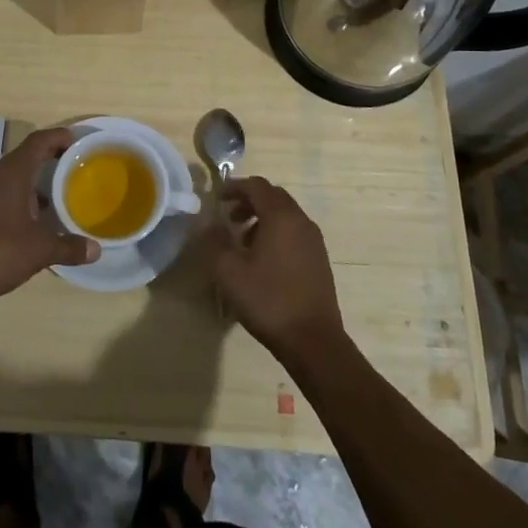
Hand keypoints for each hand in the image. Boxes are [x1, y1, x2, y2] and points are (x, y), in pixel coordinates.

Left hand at [0, 127, 98, 304]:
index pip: (38, 141)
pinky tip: (31, 223)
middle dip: (50, 162)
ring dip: (34, 185)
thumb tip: (96, 250)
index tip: (79, 142)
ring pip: (12, 178)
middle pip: (26, 158)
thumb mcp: (39, 251)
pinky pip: (0, 194)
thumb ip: (68, 247)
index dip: (60, 137)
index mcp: (11, 173)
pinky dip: (19, 200)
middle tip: (75, 172)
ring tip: (58, 200)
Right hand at [211, 176, 345, 358]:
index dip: (235, 187)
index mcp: (281, 217)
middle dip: (249, 201)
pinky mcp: (319, 258)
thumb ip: (214, 241)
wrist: (313, 340)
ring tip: (242, 240)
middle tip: (228, 217)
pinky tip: (263, 259)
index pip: (257, 186)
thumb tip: (208, 223)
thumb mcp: (229, 272)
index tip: (217, 198)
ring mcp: (314, 240)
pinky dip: (276, 232)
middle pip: (273, 197)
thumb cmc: (268, 301)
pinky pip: (294, 231)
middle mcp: (301, 221)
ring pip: (285, 214)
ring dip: (262, 218)